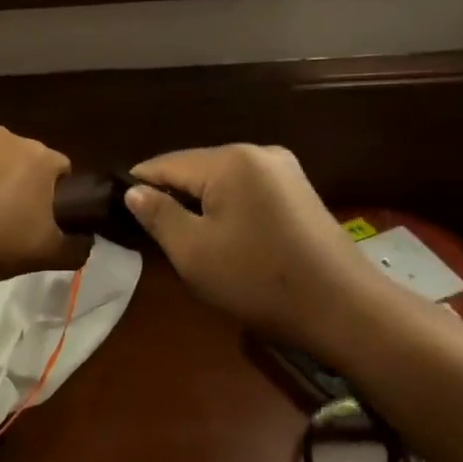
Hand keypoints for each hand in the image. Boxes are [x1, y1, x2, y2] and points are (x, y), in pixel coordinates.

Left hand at [0, 128, 71, 281]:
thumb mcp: (45, 256)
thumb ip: (75, 248)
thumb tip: (85, 242)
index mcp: (38, 158)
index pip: (61, 169)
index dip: (56, 196)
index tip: (42, 221)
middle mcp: (3, 138)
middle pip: (19, 160)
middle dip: (16, 184)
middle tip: (4, 222)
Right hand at [126, 145, 401, 352]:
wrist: (345, 309)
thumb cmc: (259, 279)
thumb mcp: (194, 251)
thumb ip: (158, 215)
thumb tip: (133, 191)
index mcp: (229, 160)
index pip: (165, 164)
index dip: (138, 187)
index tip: (118, 213)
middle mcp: (257, 152)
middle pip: (194, 169)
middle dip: (172, 197)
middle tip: (154, 236)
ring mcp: (284, 170)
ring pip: (220, 181)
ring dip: (200, 205)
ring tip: (188, 241)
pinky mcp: (299, 192)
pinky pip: (246, 191)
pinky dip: (228, 210)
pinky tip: (226, 240)